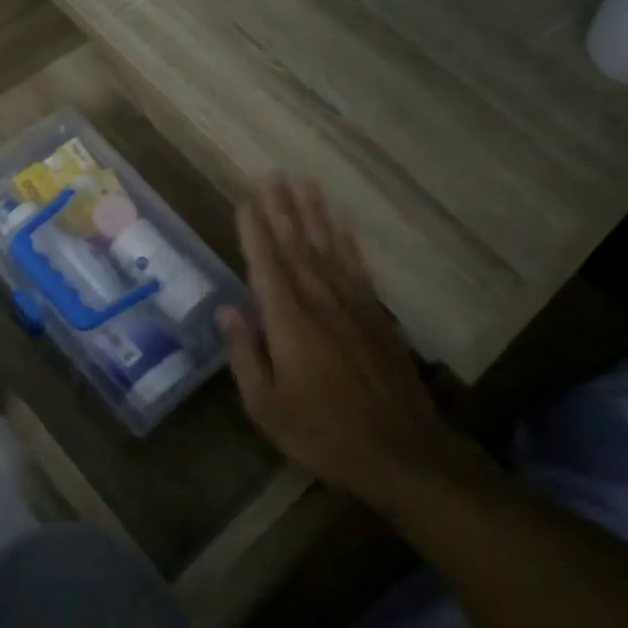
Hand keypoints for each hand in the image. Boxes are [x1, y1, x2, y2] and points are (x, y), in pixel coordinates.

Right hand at [219, 179, 477, 500]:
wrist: (400, 452)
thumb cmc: (321, 432)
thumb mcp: (266, 405)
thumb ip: (244, 353)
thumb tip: (227, 309)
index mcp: (288, 321)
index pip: (266, 264)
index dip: (254, 230)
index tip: (246, 199)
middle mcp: (320, 302)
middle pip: (297, 246)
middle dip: (282, 209)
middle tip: (272, 175)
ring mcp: (353, 306)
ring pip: (329, 249)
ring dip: (315, 215)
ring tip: (305, 184)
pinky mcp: (377, 317)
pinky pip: (358, 269)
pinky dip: (348, 244)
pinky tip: (342, 227)